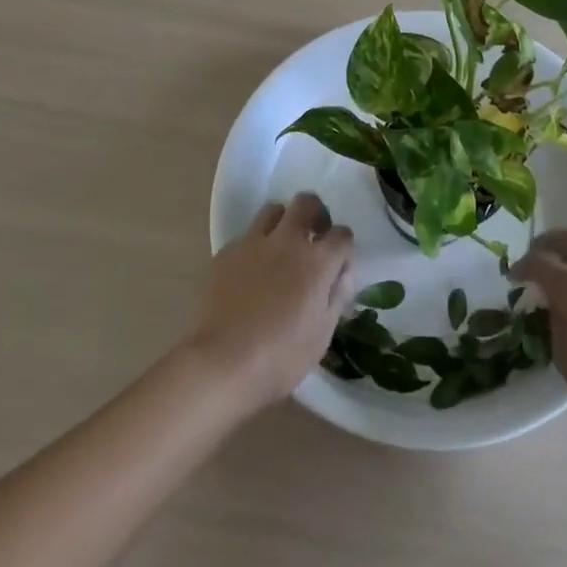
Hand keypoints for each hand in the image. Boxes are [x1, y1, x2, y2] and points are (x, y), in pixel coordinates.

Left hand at [187, 194, 354, 410]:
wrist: (223, 363)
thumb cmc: (282, 356)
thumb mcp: (323, 333)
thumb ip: (337, 295)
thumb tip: (342, 274)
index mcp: (318, 261)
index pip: (342, 234)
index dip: (343, 247)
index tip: (338, 265)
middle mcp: (288, 241)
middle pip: (307, 203)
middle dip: (315, 214)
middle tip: (313, 238)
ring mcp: (253, 243)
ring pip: (273, 211)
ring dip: (283, 223)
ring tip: (281, 249)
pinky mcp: (226, 253)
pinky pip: (246, 237)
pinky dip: (255, 247)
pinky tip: (251, 273)